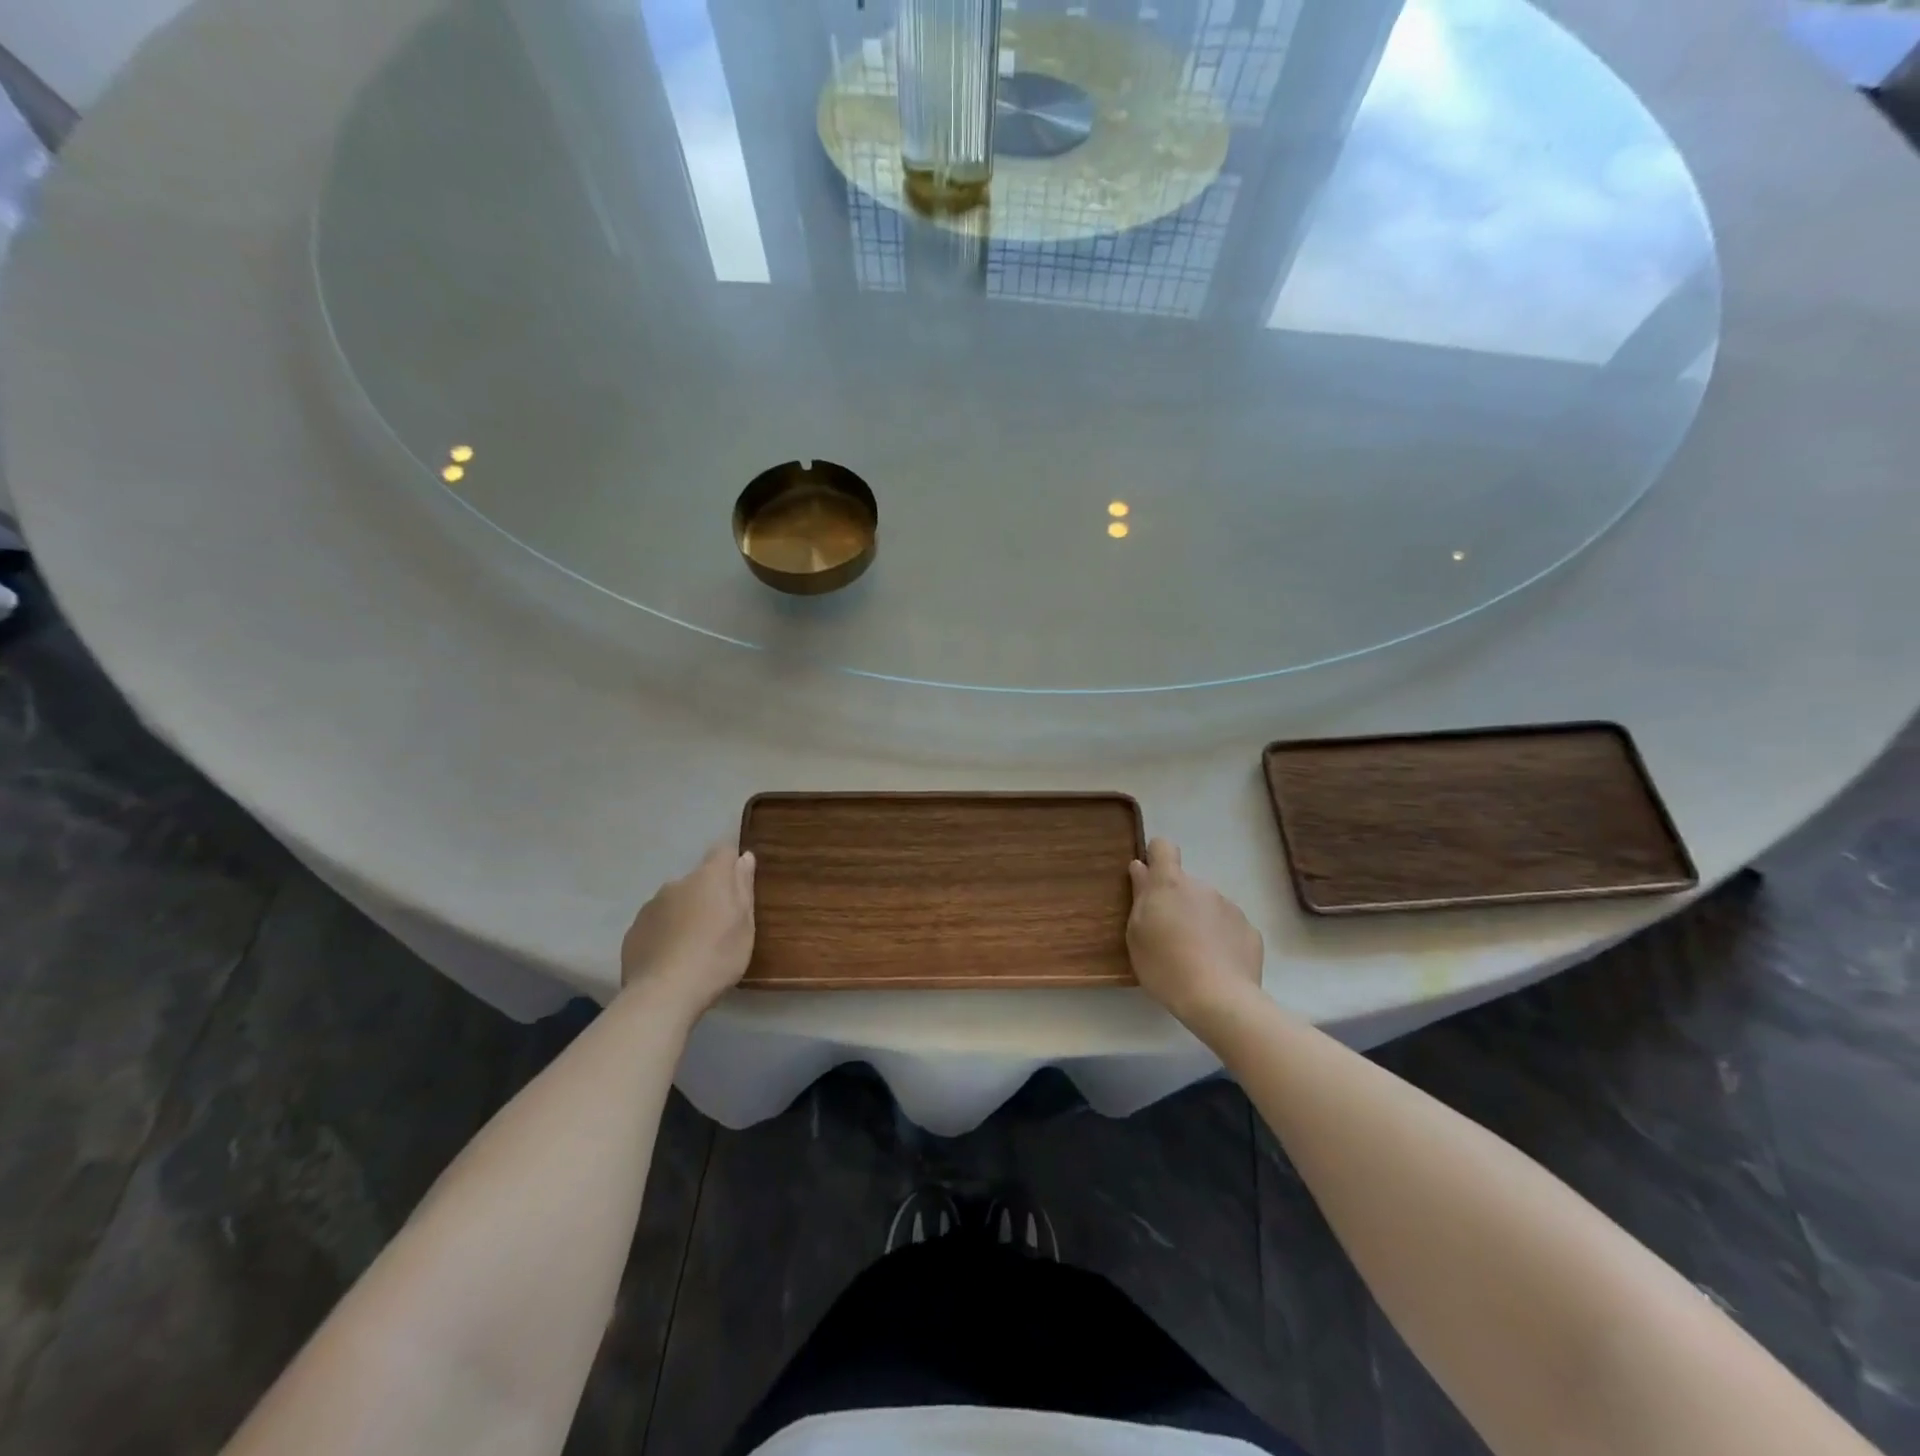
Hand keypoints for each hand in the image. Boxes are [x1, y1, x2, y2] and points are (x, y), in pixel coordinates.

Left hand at [620, 841, 755, 1019]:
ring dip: (684, 914)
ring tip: (692, 947)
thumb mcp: (745, 925)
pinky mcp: (633, 930)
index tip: (737, 886)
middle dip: (707, 895)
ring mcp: (651, 906)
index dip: (731, 864)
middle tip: (717, 927)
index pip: (722, 851)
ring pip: (675, 902)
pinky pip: (656, 923)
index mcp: (709, 877)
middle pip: (698, 880)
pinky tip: (670, 959)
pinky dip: (665, 933)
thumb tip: (744, 857)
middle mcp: (677, 883)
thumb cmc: (717, 956)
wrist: (663, 994)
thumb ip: (743, 888)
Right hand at [1127, 838, 1263, 1023]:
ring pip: (1208, 906)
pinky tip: (1216, 965)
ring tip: (1194, 956)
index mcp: (1170, 884)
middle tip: (1168, 936)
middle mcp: (1202, 887)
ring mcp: (1230, 907)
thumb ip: (1140, 895)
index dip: (1156, 857)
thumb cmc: (1165, 965)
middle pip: (1185, 884)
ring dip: (1200, 920)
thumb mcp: (1137, 933)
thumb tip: (1140, 867)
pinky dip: (1221, 939)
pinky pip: (1229, 927)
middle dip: (1177, 901)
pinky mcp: (1250, 931)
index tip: (1150, 878)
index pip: (1163, 848)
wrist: (1219, 1000)